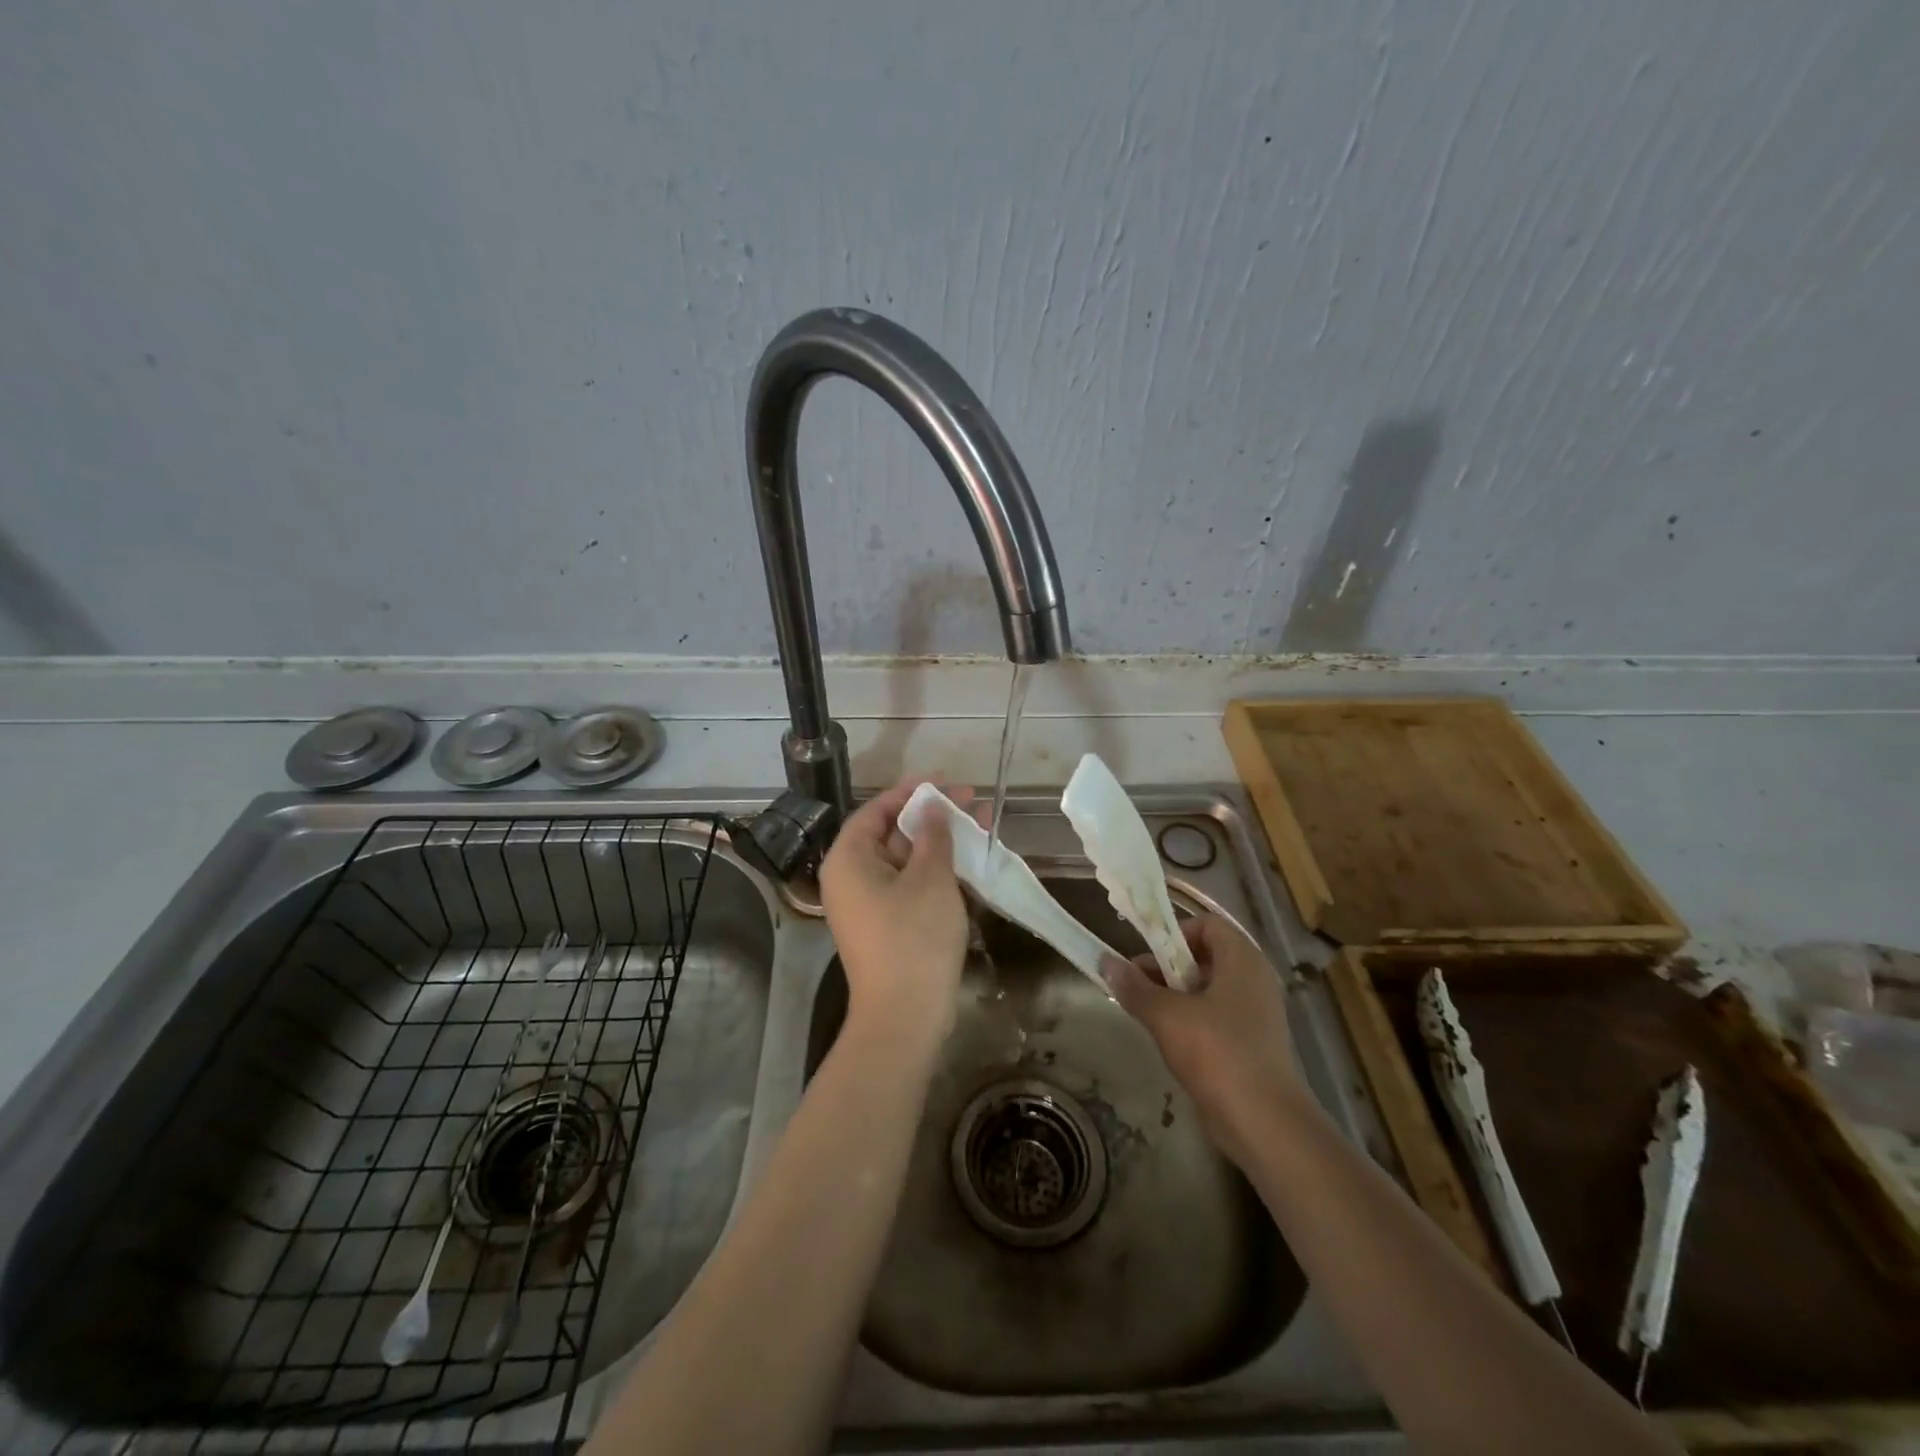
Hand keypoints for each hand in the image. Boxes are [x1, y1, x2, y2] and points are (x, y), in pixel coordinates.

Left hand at [819, 778, 971, 1049]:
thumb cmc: (913, 938)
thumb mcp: (930, 879)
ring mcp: (870, 904)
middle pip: (893, 833)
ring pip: (907, 860)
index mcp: (849, 859)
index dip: (911, 792)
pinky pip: (911, 885)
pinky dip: (938, 871)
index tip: (946, 782)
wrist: (905, 1017)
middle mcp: (852, 878)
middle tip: (973, 802)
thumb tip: (934, 807)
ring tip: (982, 826)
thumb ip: (933, 835)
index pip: (876, 810)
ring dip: (942, 843)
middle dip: (934, 817)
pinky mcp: (888, 925)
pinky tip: (971, 862)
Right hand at [1103, 915, 1307, 1166]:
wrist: (1264, 1123)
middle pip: (1206, 955)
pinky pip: (1217, 1016)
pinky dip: (1192, 1019)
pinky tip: (1169, 1039)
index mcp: (1242, 960)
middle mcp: (1254, 979)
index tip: (1147, 955)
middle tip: (1137, 984)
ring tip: (1146, 1013)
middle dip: (1167, 966)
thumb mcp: (1167, 1016)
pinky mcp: (1253, 1044)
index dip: (1174, 933)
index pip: (1207, 924)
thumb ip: (1135, 987)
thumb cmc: (1217, 1053)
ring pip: (1209, 988)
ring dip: (1175, 995)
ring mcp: (1257, 1013)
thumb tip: (1105, 962)